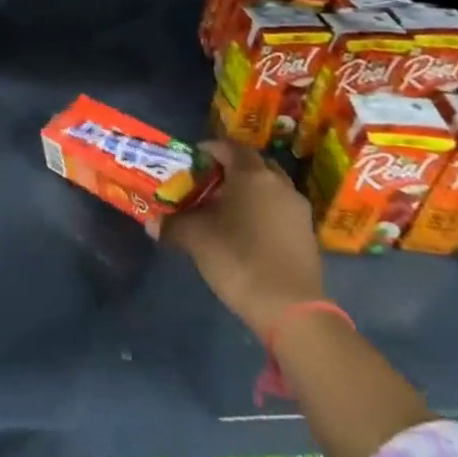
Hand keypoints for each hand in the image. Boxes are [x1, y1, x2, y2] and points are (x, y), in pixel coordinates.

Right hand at [163, 139, 324, 339]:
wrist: (290, 308)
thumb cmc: (238, 259)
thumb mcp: (196, 239)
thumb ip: (173, 225)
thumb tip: (151, 223)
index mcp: (253, 176)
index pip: (230, 148)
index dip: (210, 149)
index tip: (192, 160)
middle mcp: (279, 185)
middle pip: (253, 164)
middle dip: (231, 168)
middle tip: (207, 181)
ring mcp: (297, 209)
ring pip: (269, 187)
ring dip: (248, 190)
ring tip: (223, 207)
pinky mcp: (306, 234)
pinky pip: (279, 208)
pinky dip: (262, 209)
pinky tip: (244, 230)